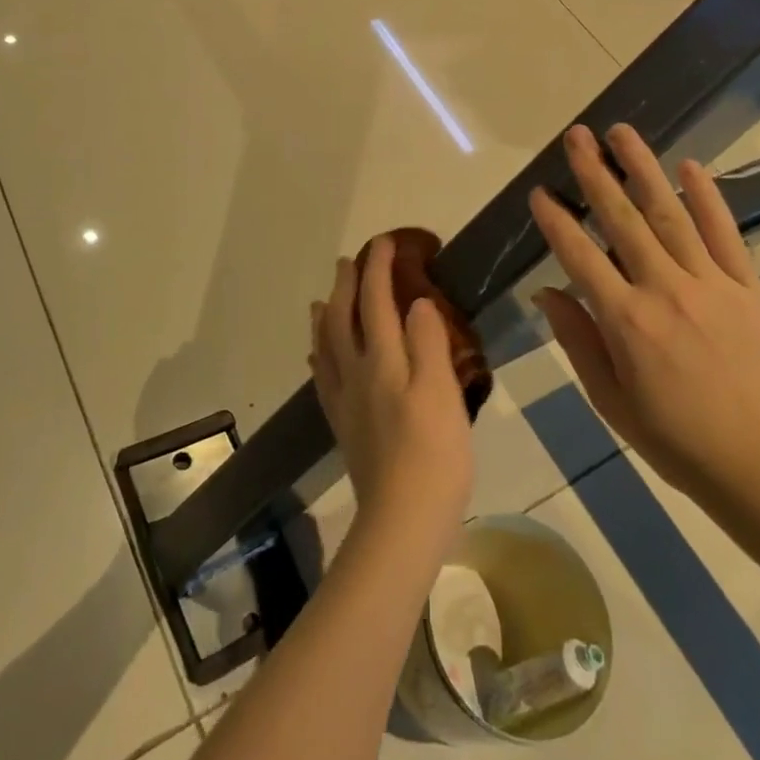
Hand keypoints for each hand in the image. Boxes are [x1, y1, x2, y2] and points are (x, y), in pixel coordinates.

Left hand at [311, 235, 473, 545]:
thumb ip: (428, 342)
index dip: (378, 268)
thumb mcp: (442, 391)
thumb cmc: (434, 453)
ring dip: (325, 315)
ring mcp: (345, 400)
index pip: (376, 301)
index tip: (384, 242)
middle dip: (345, 285)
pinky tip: (318, 357)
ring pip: (325, 345)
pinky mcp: (343, 425)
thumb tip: (415, 302)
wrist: (402, 517)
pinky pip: (323, 378)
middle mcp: (356, 373)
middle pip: (342, 318)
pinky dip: (319, 356)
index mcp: (383, 360)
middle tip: (348, 261)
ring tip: (322, 299)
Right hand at [527, 124, 759, 517]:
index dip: (556, 221)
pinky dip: (707, 198)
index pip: (580, 257)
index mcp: (626, 322)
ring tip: (622, 133)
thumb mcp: (609, 401)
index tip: (539, 192)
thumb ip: (577, 341)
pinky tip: (689, 167)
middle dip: (595, 174)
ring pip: (671, 215)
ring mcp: (712, 285)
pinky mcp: (750, 290)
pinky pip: (726, 235)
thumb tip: (546, 292)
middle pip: (623, 221)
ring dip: (644, 170)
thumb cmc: (674, 441)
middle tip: (577, 136)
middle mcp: (665, 291)